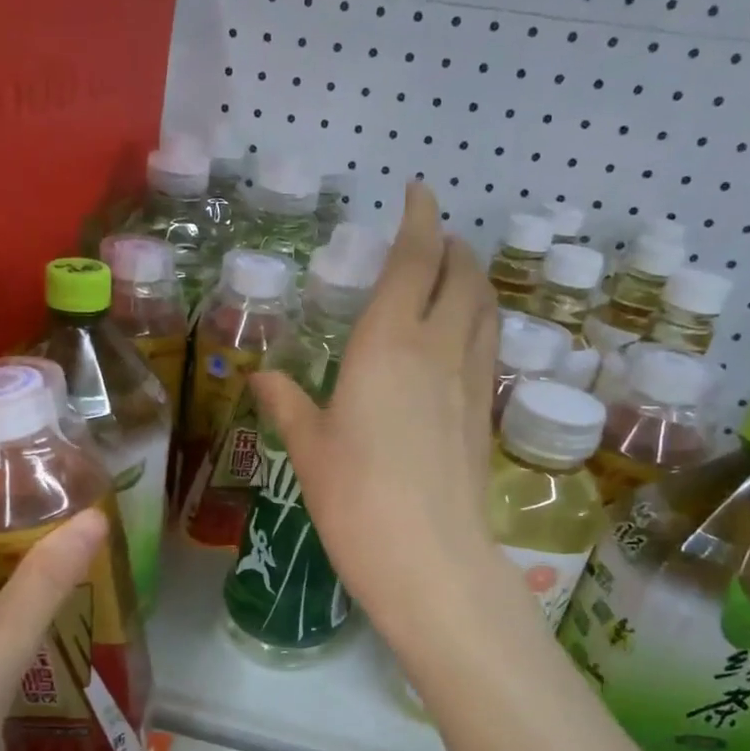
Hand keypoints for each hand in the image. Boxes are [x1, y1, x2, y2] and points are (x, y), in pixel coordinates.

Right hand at [250, 180, 501, 648]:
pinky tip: (460, 340)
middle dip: (451, 246)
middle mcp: (438, 348)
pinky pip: (488, 346)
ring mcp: (470, 381)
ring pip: (485, 308)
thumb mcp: (309, 447)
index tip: (417, 192)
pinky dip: (479, 322)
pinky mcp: (484, 414)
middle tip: (432, 239)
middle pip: (462, 275)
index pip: (414, 261)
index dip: (419, 219)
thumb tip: (261, 377)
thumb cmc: (354, 497)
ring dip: (473, 280)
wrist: (428, 558)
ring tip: (454, 277)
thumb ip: (287, 403)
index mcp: (388, 344)